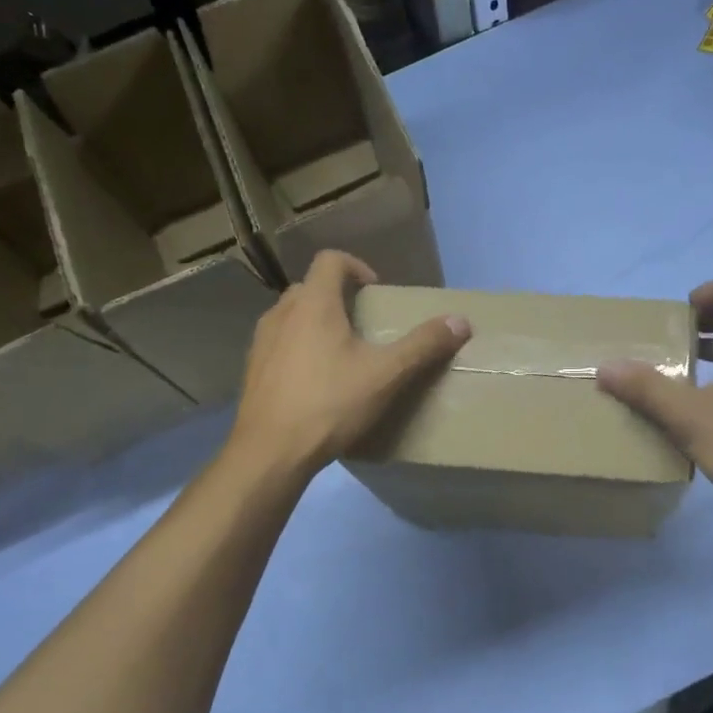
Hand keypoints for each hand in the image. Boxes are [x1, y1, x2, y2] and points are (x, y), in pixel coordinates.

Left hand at [228, 251, 469, 478]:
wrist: (270, 452)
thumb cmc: (330, 404)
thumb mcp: (386, 375)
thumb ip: (423, 345)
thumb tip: (461, 321)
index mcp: (313, 304)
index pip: (330, 260)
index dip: (356, 267)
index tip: (375, 291)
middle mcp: (282, 313)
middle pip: (310, 287)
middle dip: (337, 297)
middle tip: (363, 323)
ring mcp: (261, 342)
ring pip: (291, 316)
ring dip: (315, 323)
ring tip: (340, 353)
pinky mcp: (252, 370)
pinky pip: (279, 344)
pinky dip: (298, 348)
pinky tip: (315, 382)